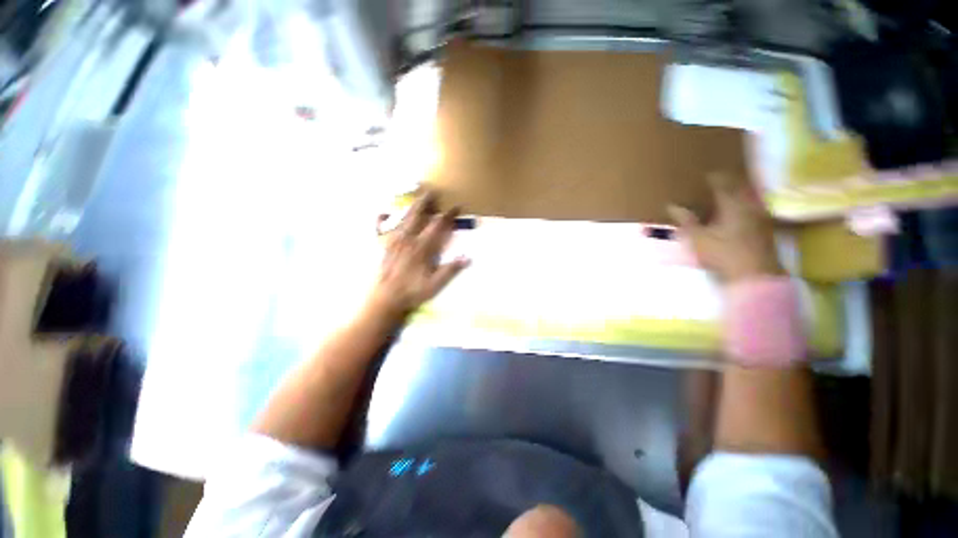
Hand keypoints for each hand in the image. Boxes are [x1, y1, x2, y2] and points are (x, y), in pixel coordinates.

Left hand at [368, 190, 469, 319]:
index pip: (437, 226)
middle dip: (426, 203)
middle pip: (417, 215)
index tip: (456, 207)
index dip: (448, 215)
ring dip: (410, 207)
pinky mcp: (383, 247)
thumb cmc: (412, 291)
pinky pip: (380, 229)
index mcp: (422, 247)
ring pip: (402, 219)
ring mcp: (393, 241)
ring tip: (416, 198)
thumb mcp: (435, 284)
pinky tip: (382, 213)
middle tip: (431, 192)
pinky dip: (381, 220)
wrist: (386, 298)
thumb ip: (450, 269)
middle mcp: (407, 239)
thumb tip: (467, 257)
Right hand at [668, 174, 782, 282]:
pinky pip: (752, 207)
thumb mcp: (697, 239)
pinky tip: (734, 210)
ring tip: (721, 193)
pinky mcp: (765, 227)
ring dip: (734, 192)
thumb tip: (672, 205)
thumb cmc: (723, 255)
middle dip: (725, 181)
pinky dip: (741, 205)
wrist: (755, 276)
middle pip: (737, 186)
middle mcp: (750, 204)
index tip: (700, 173)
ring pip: (746, 196)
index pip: (720, 182)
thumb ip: (685, 220)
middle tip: (711, 180)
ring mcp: (760, 215)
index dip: (710, 176)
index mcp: (733, 204)